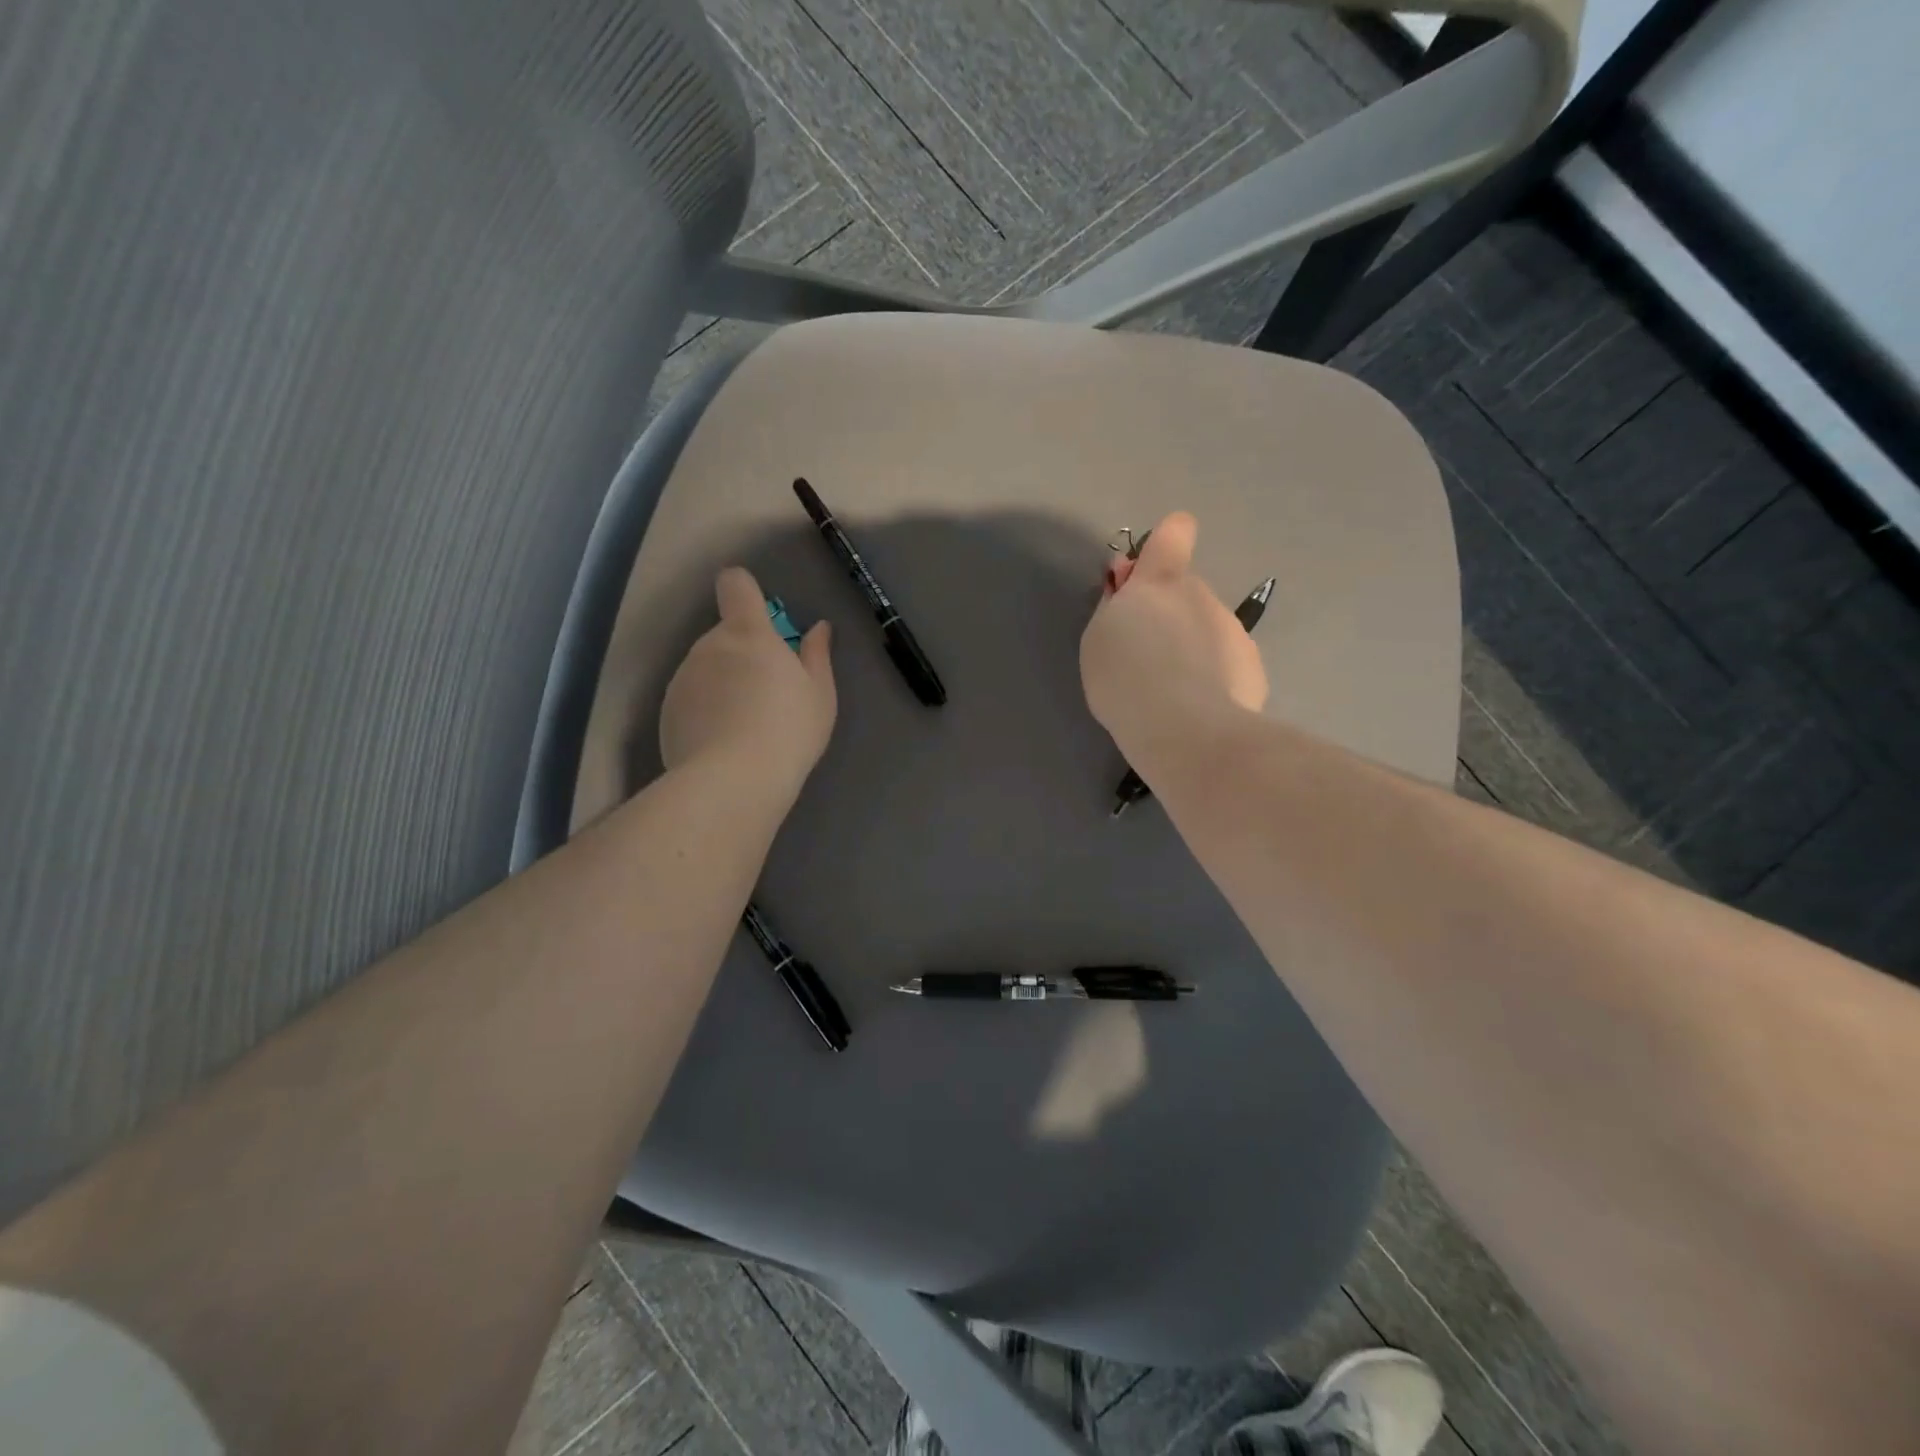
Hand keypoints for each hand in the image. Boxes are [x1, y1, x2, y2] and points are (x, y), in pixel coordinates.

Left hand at [660, 567, 836, 800]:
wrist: (734, 781)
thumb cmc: (789, 730)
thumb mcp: (819, 694)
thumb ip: (817, 655)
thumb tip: (819, 628)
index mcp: (748, 633)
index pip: (735, 585)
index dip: (744, 590)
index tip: (757, 612)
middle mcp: (708, 646)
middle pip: (724, 635)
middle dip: (742, 654)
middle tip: (767, 694)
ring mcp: (682, 678)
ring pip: (705, 669)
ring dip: (722, 684)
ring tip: (744, 726)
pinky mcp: (666, 712)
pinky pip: (691, 700)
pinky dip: (704, 712)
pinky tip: (722, 744)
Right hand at [1080, 512, 1267, 760]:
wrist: (1186, 731)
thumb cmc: (1126, 680)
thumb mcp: (1098, 640)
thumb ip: (1114, 607)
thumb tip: (1128, 589)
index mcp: (1160, 583)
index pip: (1174, 533)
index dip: (1165, 543)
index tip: (1148, 571)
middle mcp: (1202, 596)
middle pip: (1184, 592)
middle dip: (1167, 615)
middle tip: (1144, 658)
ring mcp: (1233, 631)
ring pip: (1207, 629)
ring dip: (1190, 648)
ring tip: (1170, 692)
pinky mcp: (1253, 667)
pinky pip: (1225, 662)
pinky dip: (1212, 678)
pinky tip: (1197, 709)